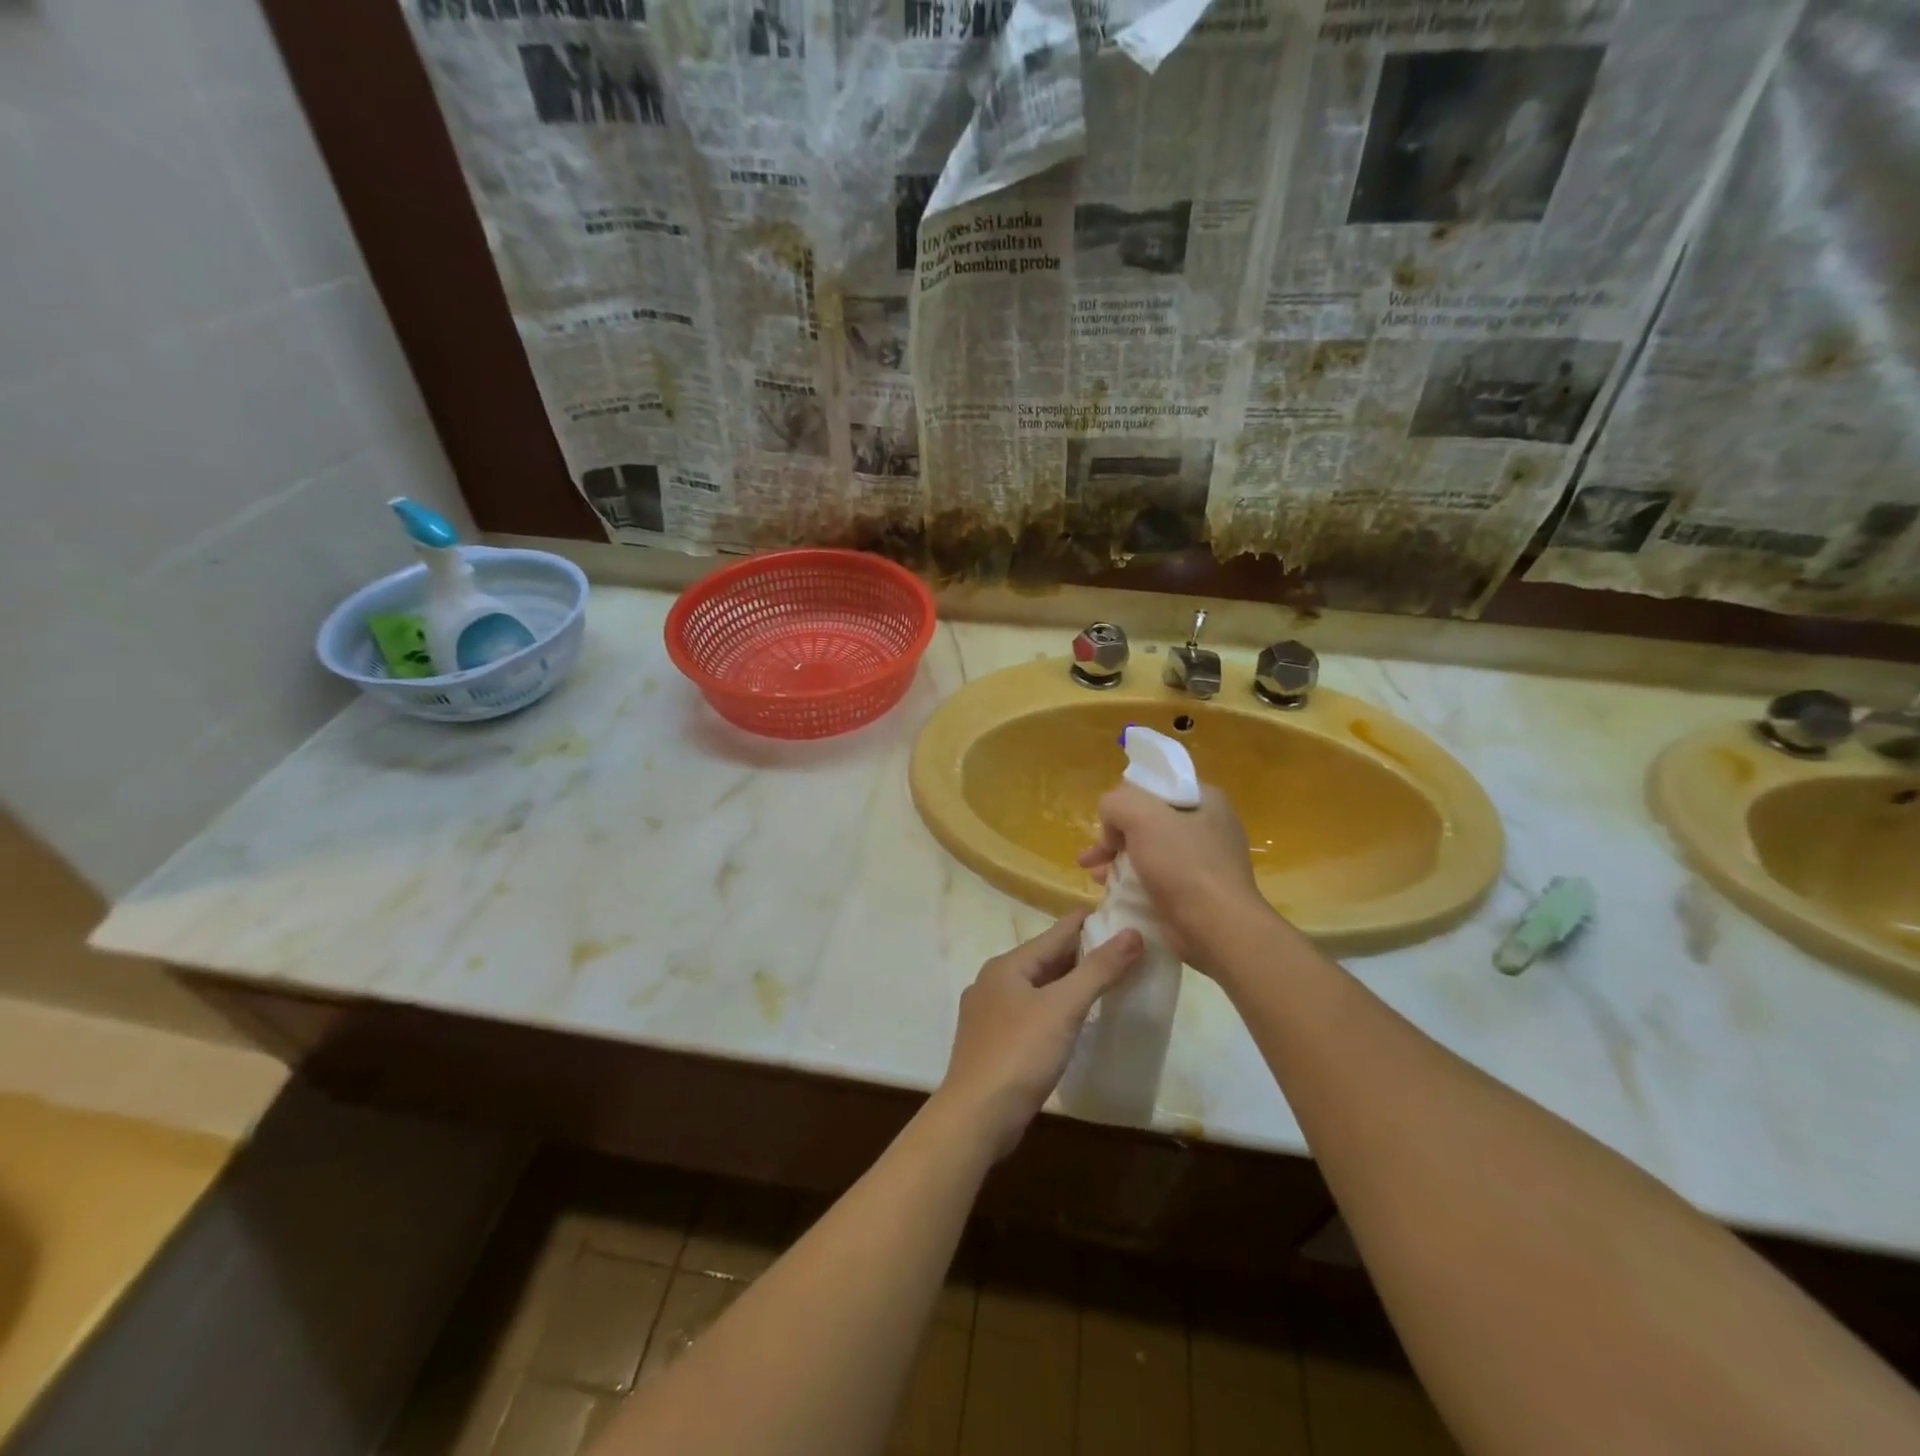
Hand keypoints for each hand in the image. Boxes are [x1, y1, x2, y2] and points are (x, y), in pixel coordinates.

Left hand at [936, 914, 1142, 1158]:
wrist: (976, 1117)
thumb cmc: (1020, 1054)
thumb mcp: (1064, 1008)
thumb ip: (1099, 970)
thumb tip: (1133, 933)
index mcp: (1007, 965)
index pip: (1056, 933)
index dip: (1089, 923)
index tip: (1122, 913)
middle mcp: (994, 982)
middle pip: (1046, 960)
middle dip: (1083, 955)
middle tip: (1125, 951)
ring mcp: (990, 1014)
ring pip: (1038, 988)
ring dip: (1070, 984)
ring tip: (1107, 983)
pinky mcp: (993, 1043)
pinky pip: (1032, 1013)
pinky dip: (1056, 1009)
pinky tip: (1074, 1022)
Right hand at [1077, 782, 1274, 976]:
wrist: (1217, 928)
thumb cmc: (1183, 865)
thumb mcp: (1141, 816)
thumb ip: (1115, 803)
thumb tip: (1111, 823)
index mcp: (1205, 799)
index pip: (1153, 787)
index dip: (1124, 800)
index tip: (1107, 824)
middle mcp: (1209, 825)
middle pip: (1148, 819)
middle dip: (1114, 836)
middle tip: (1092, 855)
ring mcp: (1205, 860)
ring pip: (1149, 850)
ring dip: (1119, 860)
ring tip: (1095, 876)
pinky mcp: (1198, 891)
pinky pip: (1157, 877)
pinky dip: (1134, 881)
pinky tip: (1114, 892)